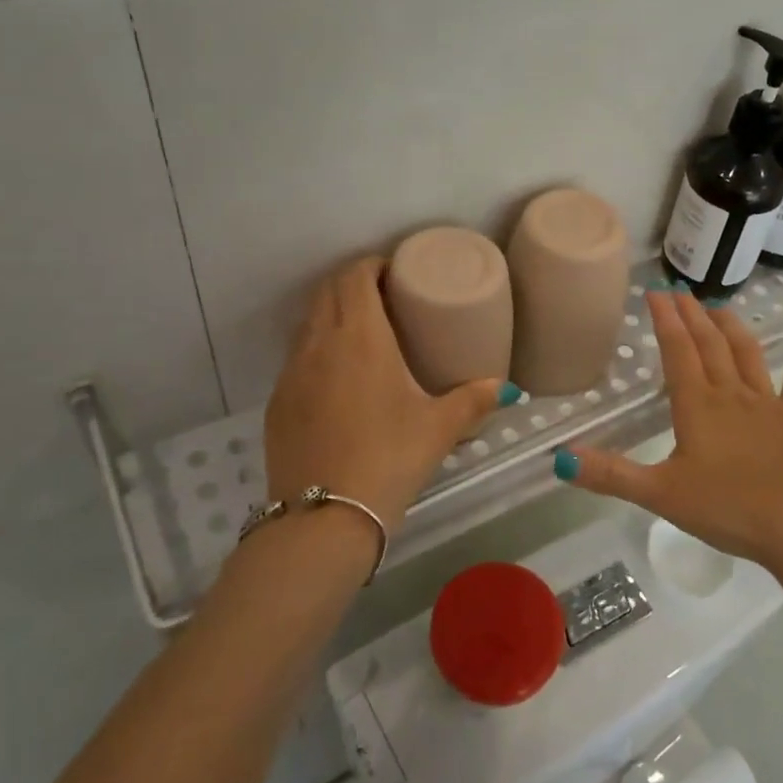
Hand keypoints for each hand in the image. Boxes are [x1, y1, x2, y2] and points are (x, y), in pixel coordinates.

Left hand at [263, 257, 509, 531]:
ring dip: (330, 315)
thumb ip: (473, 401)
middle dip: (352, 283)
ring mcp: (292, 373)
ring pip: (308, 324)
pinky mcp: (277, 402)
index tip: (393, 271)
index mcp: (360, 337)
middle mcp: (319, 344)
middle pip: (327, 292)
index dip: (371, 265)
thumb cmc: (389, 458)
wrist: (324, 518)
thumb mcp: (439, 429)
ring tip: (360, 333)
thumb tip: (504, 388)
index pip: (355, 277)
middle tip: (382, 297)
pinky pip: (296, 359)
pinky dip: (316, 351)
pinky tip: (336, 380)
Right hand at [560, 288, 782, 565]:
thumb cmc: (726, 509)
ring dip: (731, 326)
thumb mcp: (659, 494)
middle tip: (680, 290)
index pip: (677, 350)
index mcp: (696, 405)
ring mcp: (769, 402)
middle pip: (709, 343)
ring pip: (747, 352)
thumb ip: (610, 474)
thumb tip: (560, 459)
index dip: (664, 319)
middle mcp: (731, 393)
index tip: (654, 292)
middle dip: (692, 314)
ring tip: (718, 307)